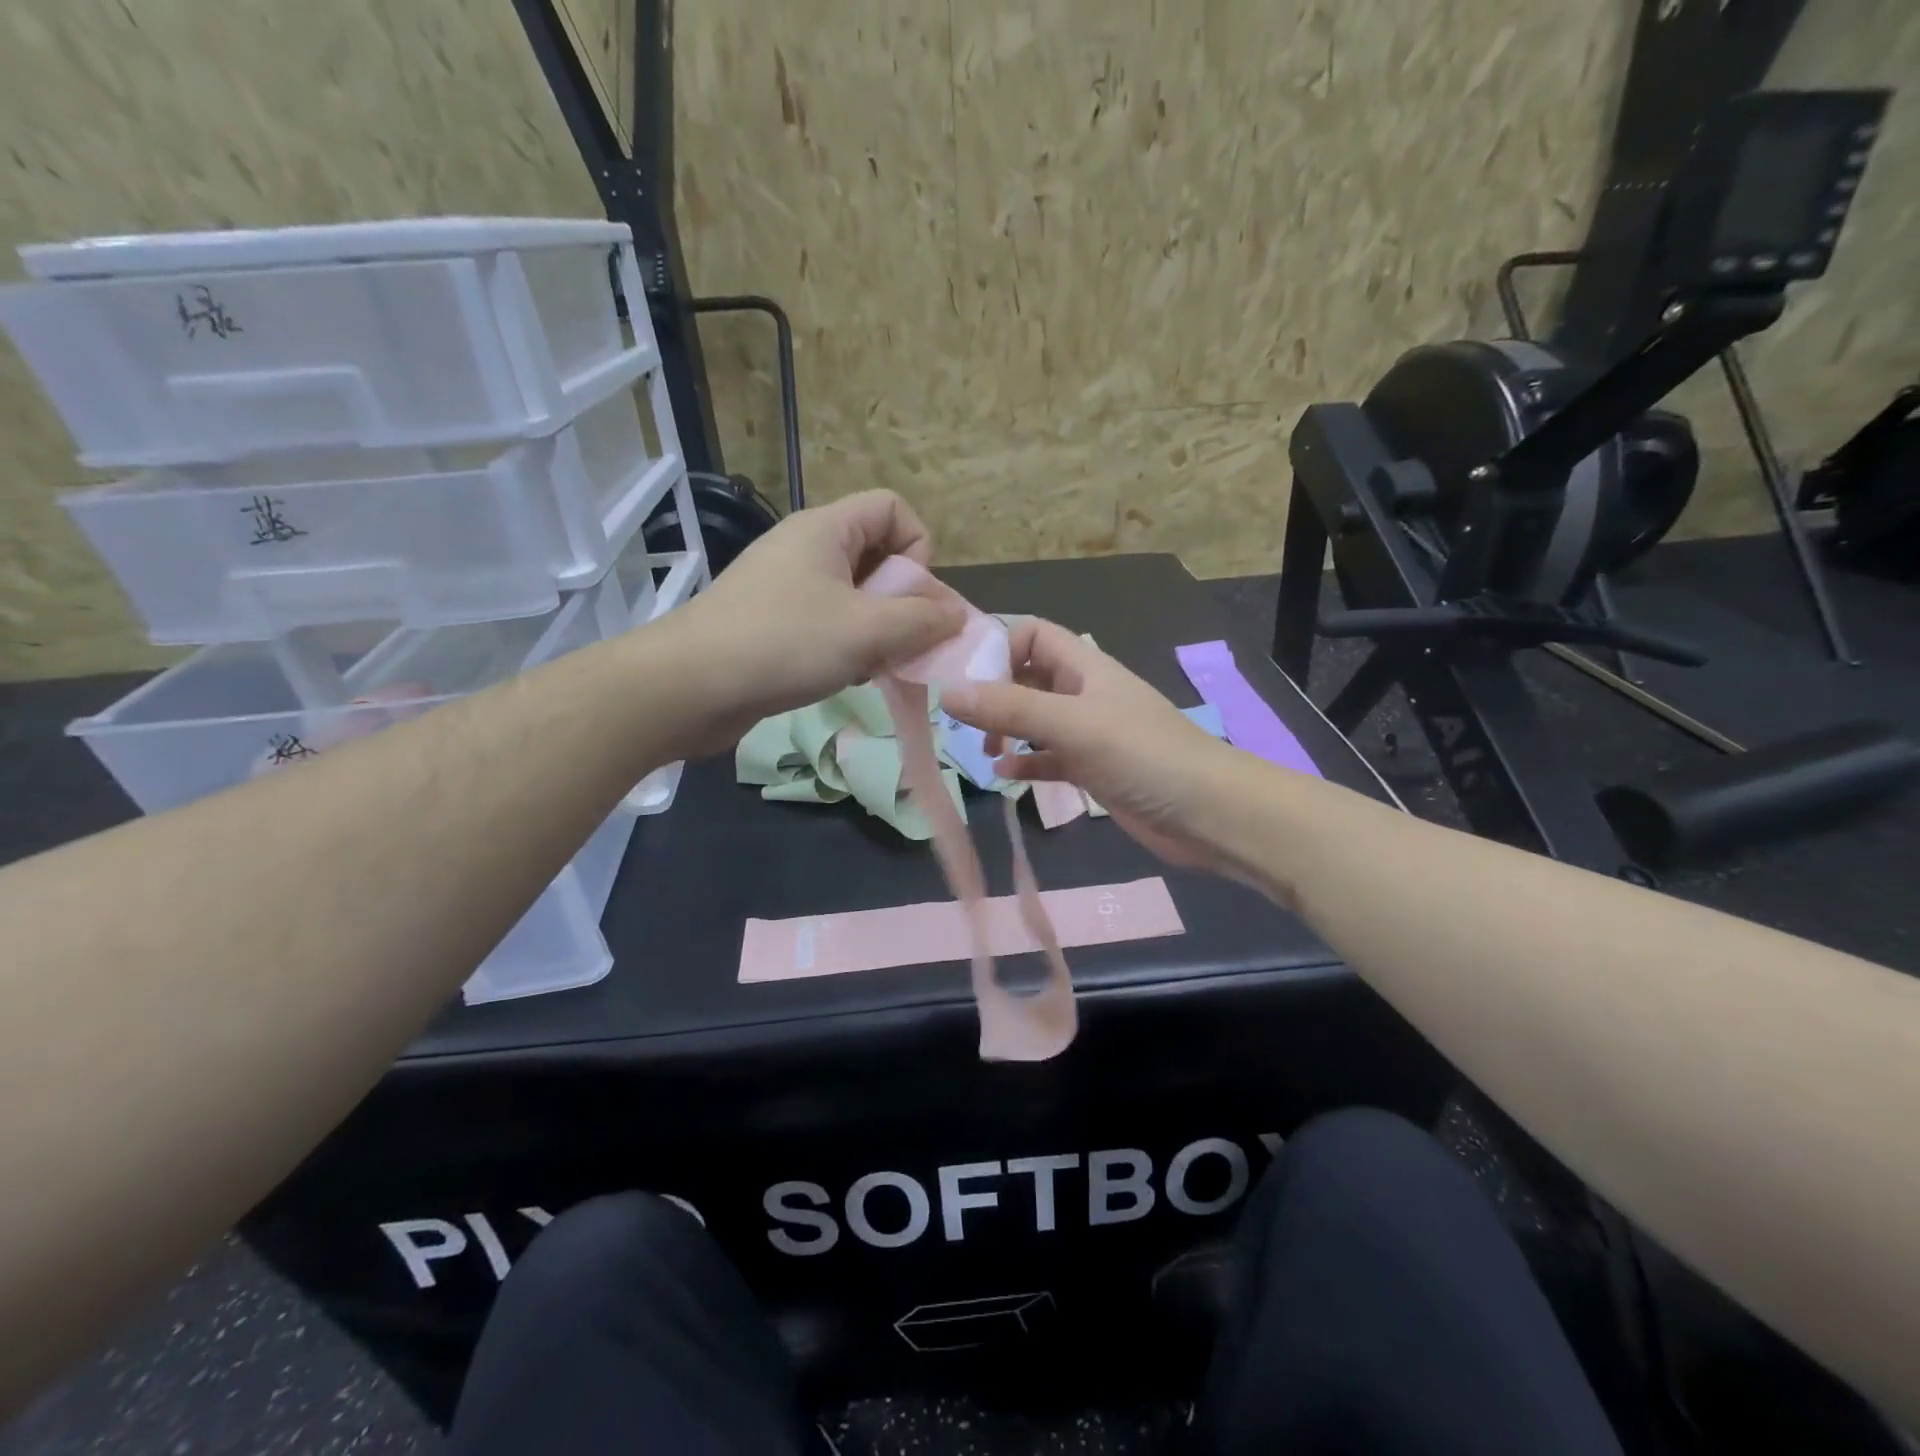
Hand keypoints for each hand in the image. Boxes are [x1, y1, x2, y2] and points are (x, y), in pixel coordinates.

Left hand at [668, 491, 965, 750]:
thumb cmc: (782, 644)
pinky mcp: (771, 624)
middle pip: (877, 555)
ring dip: (877, 630)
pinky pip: (828, 624)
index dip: (918, 546)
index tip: (914, 597)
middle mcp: (805, 548)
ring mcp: (785, 587)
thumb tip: (957, 616)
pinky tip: (843, 677)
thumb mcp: (865, 631)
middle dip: (902, 600)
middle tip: (903, 642)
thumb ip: (921, 621)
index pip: (892, 508)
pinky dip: (847, 647)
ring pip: (854, 597)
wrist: (687, 688)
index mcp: (826, 529)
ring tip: (872, 666)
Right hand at [940, 619, 1248, 873]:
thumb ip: (1011, 707)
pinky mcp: (1094, 769)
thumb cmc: (1143, 755)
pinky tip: (1006, 773)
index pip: (1032, 634)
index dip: (997, 646)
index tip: (962, 678)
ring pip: (1036, 719)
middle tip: (963, 721)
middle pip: (1028, 677)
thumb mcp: (1073, 724)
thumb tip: (947, 692)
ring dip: (1007, 728)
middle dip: (994, 692)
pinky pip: (1050, 757)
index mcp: (1084, 666)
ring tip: (982, 749)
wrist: (1208, 813)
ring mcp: (1090, 733)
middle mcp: (1085, 693)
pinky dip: (1028, 761)